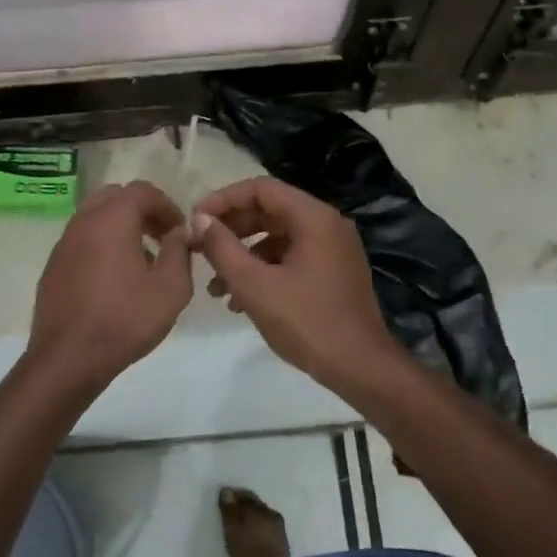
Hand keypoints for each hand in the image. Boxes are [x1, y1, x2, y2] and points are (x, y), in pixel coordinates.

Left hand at [25, 181, 192, 391]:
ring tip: (141, 259)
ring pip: (95, 217)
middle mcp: (83, 221)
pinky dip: (102, 244)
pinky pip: (82, 241)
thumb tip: (178, 233)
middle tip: (160, 237)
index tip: (180, 230)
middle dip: (141, 210)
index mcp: (112, 219)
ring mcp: (63, 243)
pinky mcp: (53, 266)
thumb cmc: (125, 319)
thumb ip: (179, 251)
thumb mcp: (171, 288)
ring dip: (120, 227)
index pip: (143, 191)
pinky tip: (115, 278)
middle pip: (115, 197)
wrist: (68, 358)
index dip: (167, 205)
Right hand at [190, 176, 403, 390]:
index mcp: (314, 218)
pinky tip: (239, 301)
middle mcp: (327, 224)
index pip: (261, 189)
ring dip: (244, 255)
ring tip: (214, 286)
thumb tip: (200, 218)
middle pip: (270, 211)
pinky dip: (264, 270)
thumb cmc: (307, 322)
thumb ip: (222, 247)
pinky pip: (291, 258)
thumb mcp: (255, 285)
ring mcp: (333, 249)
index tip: (196, 220)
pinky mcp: (333, 272)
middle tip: (200, 249)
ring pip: (278, 238)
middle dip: (231, 229)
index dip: (224, 200)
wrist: (361, 368)